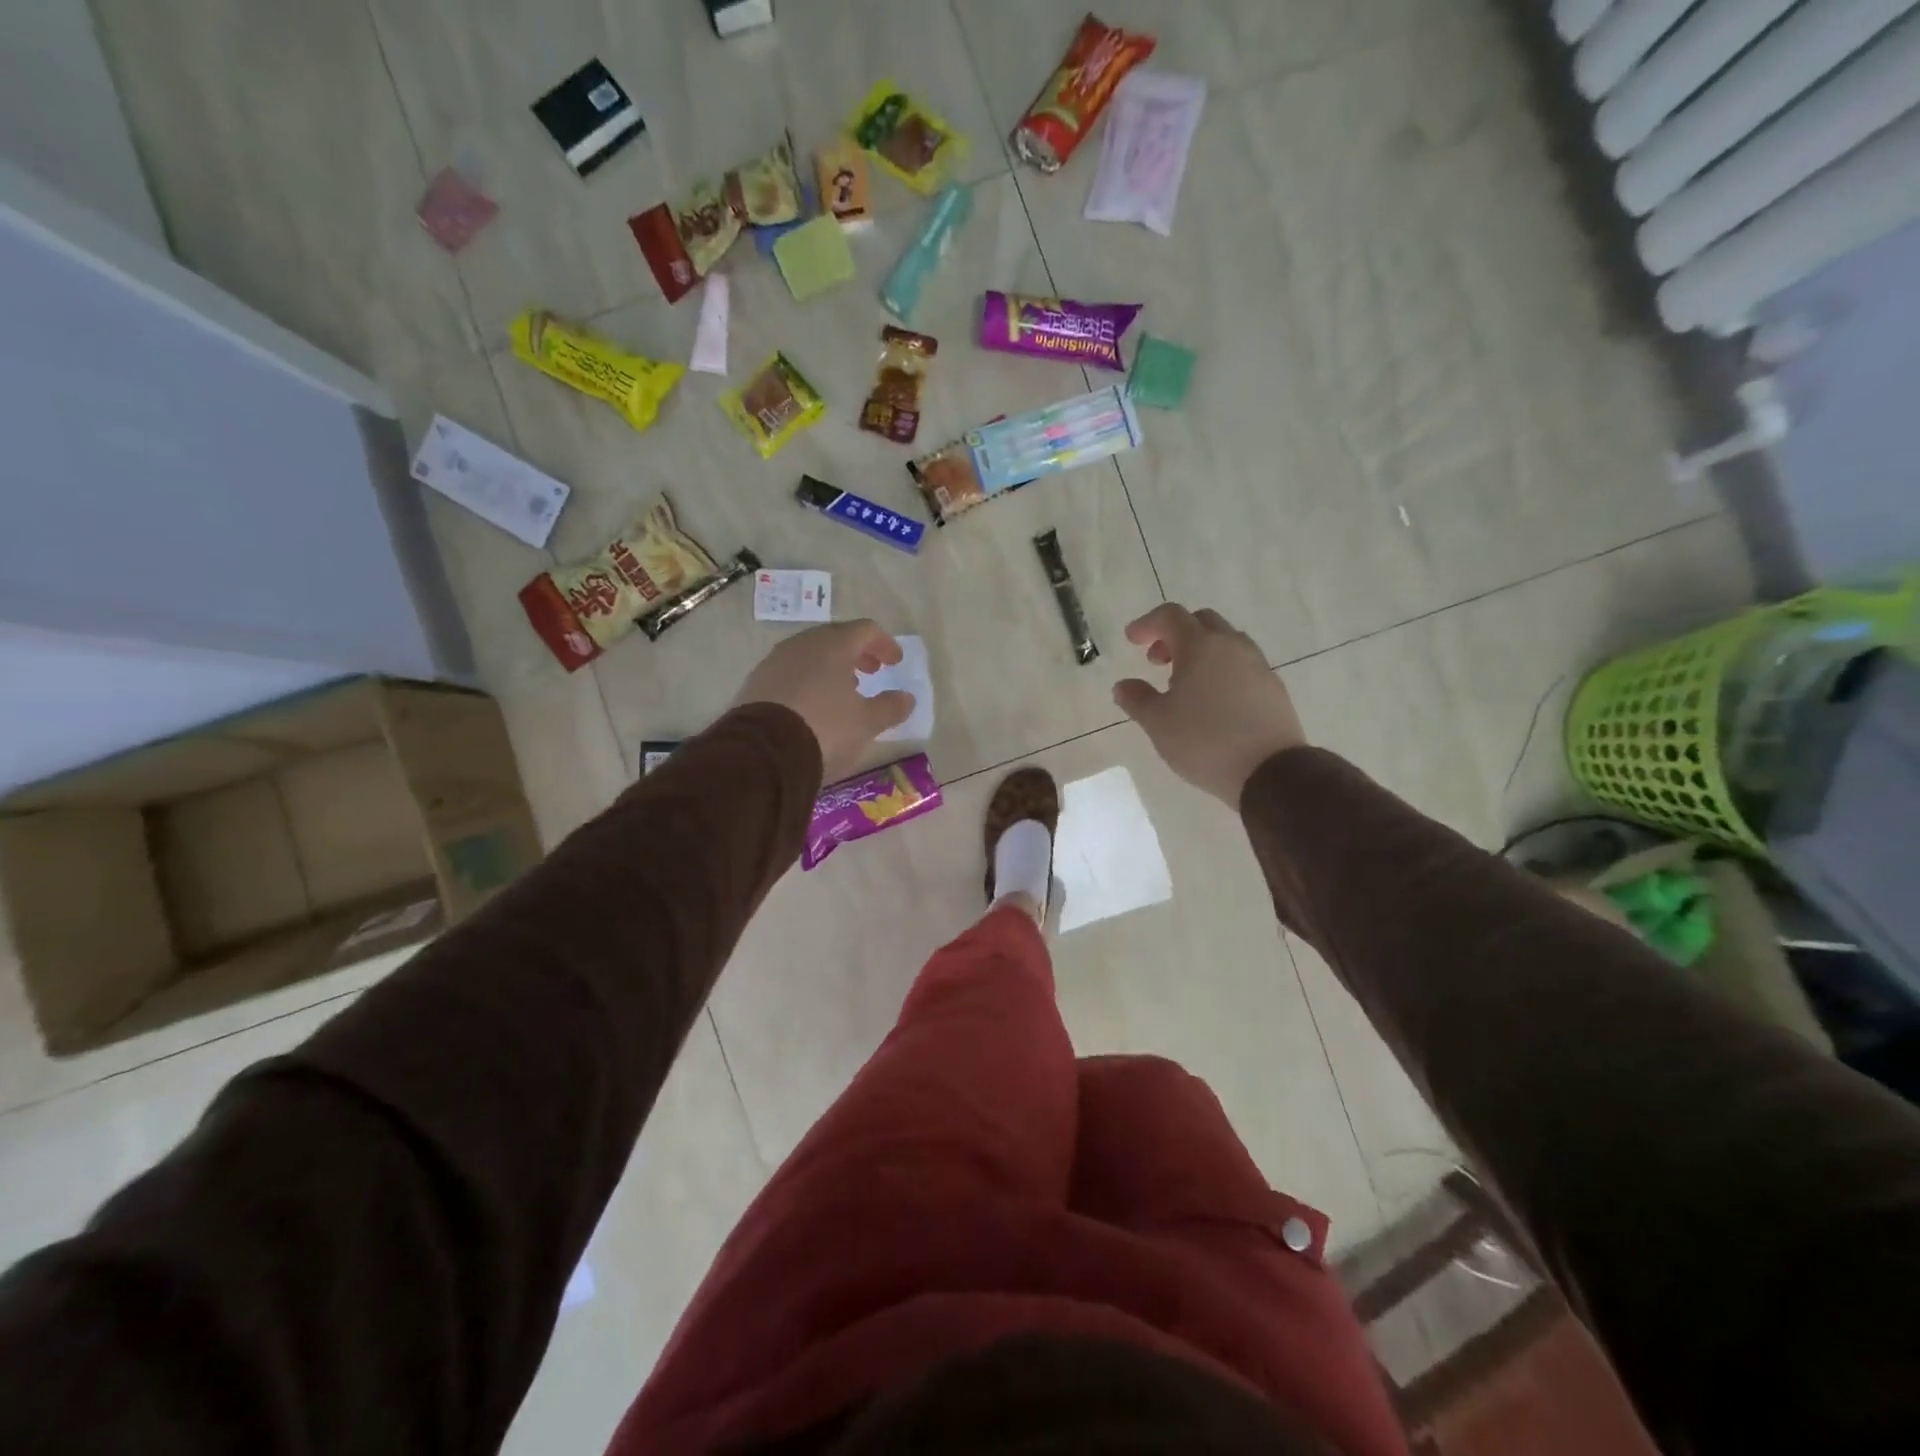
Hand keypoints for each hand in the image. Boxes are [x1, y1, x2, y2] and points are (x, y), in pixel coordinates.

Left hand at [731, 620, 914, 781]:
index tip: (895, 663)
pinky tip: (812, 705)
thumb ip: (890, 707)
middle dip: (857, 654)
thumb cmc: (825, 728)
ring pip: (810, 655)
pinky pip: (790, 673)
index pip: (865, 630)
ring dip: (831, 668)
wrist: (762, 753)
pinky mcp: (755, 684)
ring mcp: (774, 662)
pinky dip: (808, 681)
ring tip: (843, 692)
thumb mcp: (866, 723)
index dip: (884, 644)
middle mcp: (802, 645)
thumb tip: (906, 698)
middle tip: (871, 672)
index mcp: (833, 645)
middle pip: (835, 638)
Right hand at [1112, 604, 1307, 805]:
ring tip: (1184, 684)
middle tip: (1157, 661)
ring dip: (1200, 652)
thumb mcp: (1157, 723)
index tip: (1131, 640)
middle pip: (1201, 622)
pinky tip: (1212, 701)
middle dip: (1175, 634)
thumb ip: (1136, 699)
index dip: (1147, 624)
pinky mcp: (1273, 687)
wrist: (1269, 771)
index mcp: (1201, 646)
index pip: (1170, 616)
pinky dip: (1220, 670)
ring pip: (1225, 642)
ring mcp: (1257, 665)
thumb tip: (1123, 685)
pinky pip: (1241, 665)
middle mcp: (1232, 646)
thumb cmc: (1204, 741)